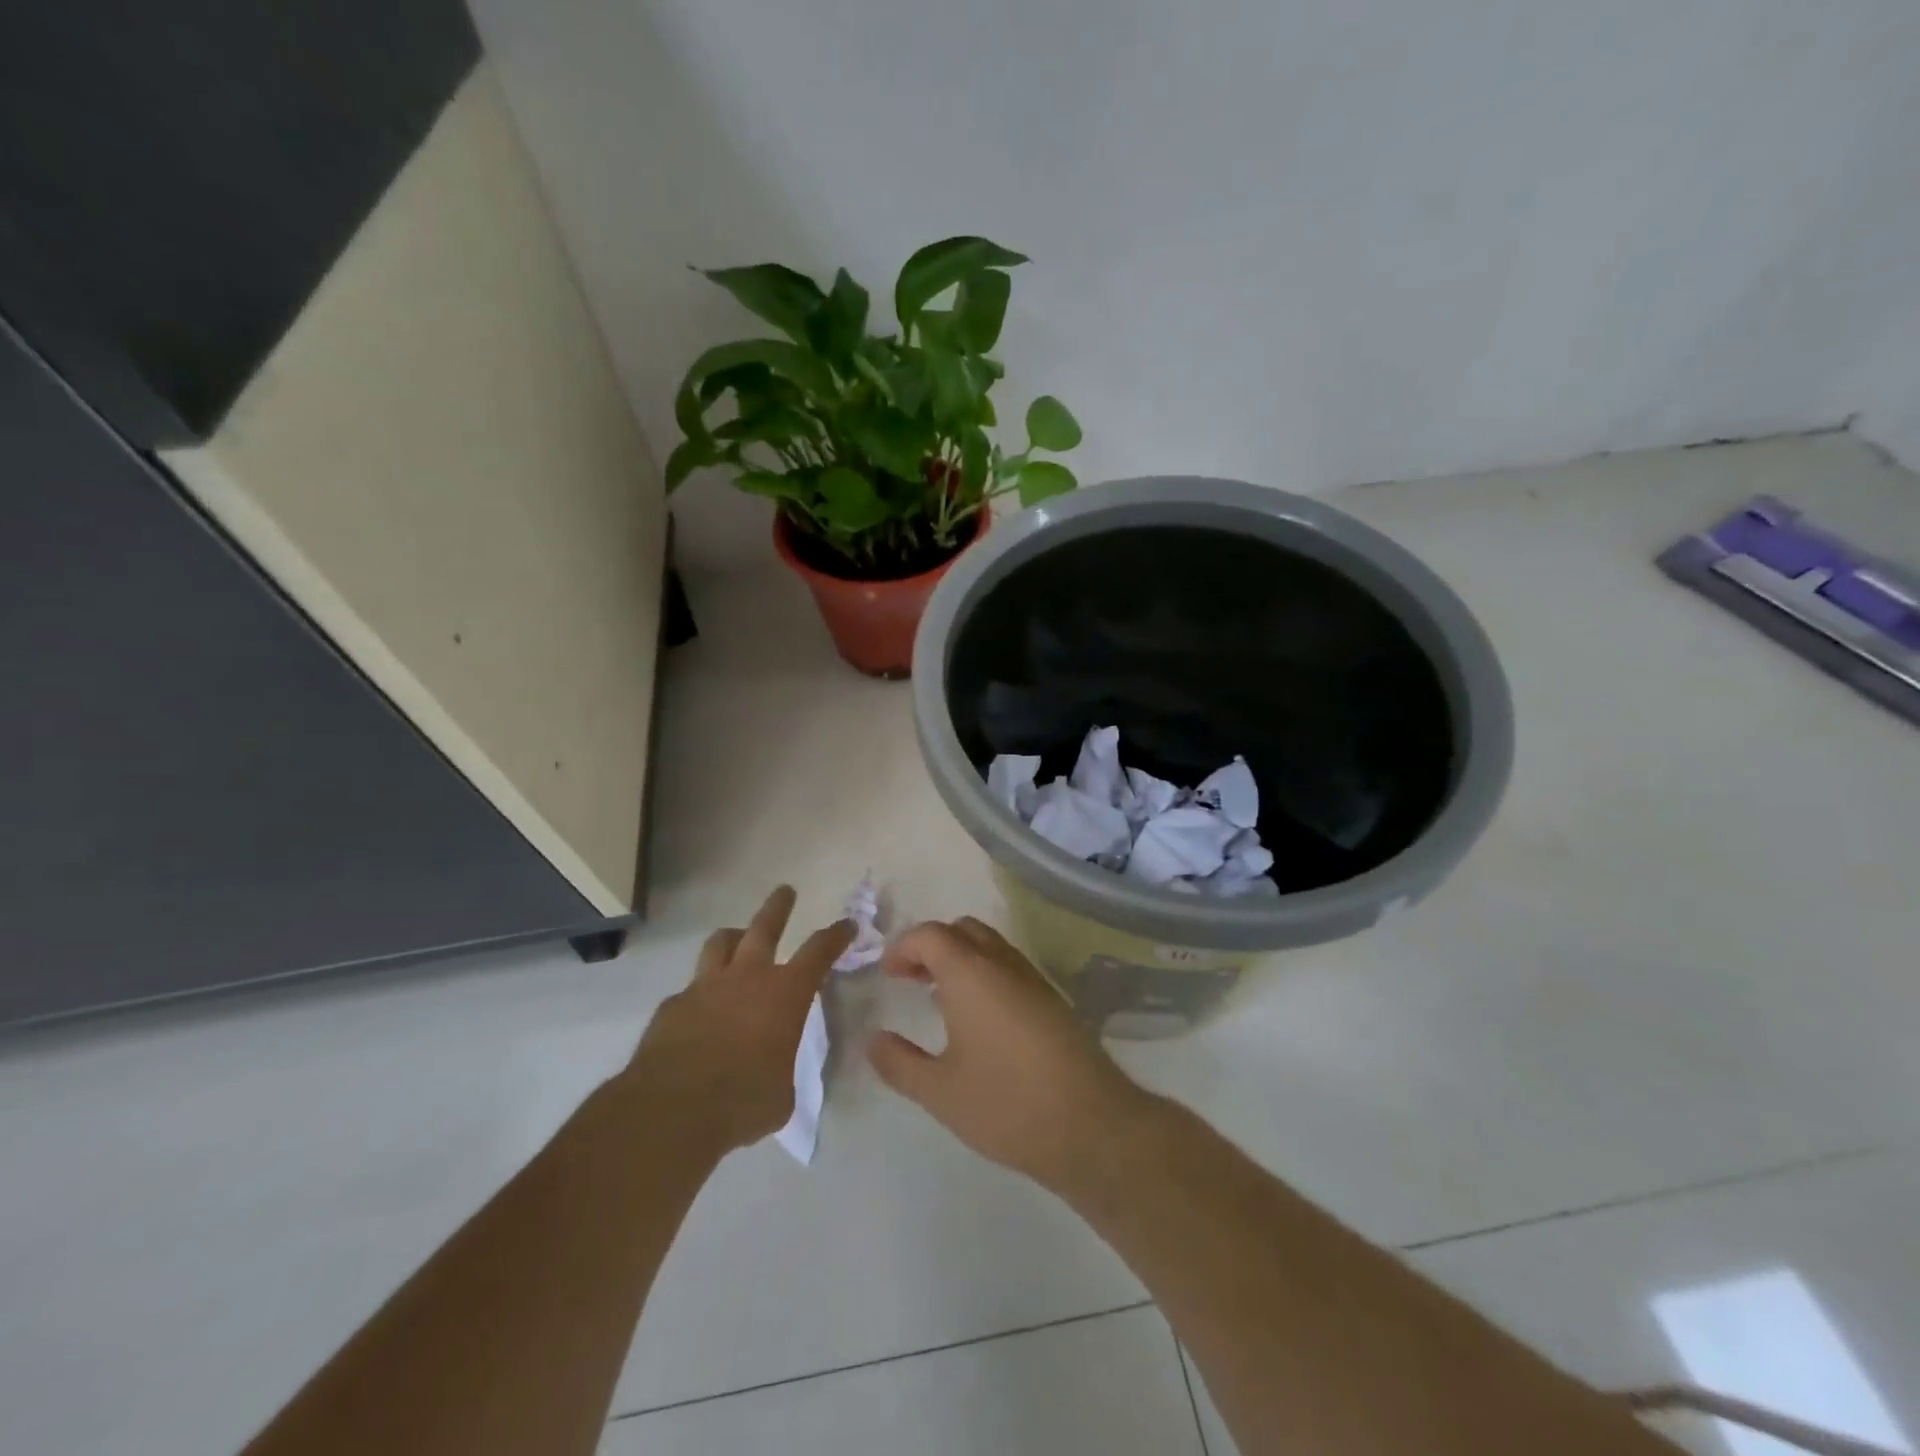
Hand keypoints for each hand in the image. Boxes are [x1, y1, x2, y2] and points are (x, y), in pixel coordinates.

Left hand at [625, 886, 853, 1154]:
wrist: (671, 1111)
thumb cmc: (742, 1102)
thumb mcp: (782, 1093)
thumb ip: (781, 1067)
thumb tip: (774, 1068)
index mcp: (784, 994)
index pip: (819, 952)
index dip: (836, 935)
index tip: (847, 924)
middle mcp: (746, 978)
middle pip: (764, 927)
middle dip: (778, 907)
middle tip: (786, 892)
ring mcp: (705, 987)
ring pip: (720, 943)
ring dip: (734, 938)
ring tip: (738, 939)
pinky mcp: (672, 1006)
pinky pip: (690, 988)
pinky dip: (701, 992)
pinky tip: (700, 1012)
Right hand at [867, 917, 1157, 1192]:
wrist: (1090, 1124)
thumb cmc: (1005, 1103)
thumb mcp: (939, 1091)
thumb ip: (899, 1063)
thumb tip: (872, 1040)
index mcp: (970, 974)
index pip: (930, 935)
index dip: (903, 947)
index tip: (888, 975)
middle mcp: (1002, 964)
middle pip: (962, 930)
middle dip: (932, 945)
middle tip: (911, 978)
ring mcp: (1033, 979)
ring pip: (990, 945)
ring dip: (960, 958)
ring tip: (939, 997)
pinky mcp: (1053, 1000)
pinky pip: (1010, 967)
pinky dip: (985, 973)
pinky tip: (978, 1018)